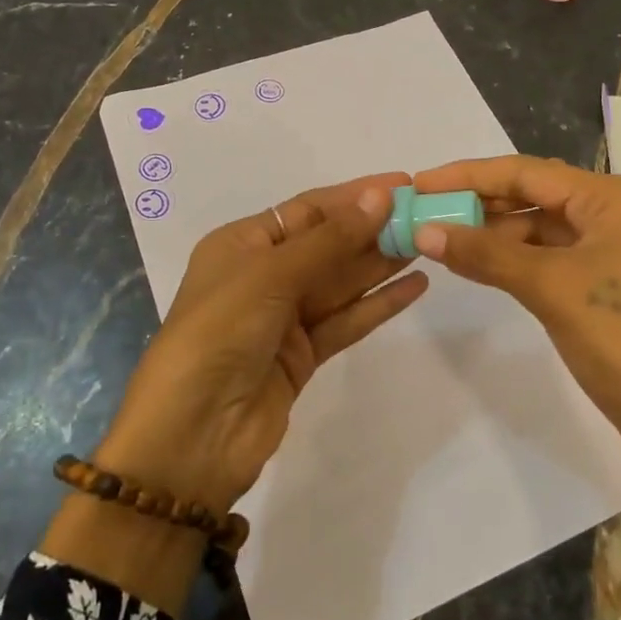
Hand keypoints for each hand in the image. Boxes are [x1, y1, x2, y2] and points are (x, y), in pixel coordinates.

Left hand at [96, 174, 428, 510]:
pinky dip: (378, 305)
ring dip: (381, 263)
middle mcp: (262, 276)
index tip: (403, 185)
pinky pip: (346, 321)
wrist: (192, 434)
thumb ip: (330, 239)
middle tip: (427, 215)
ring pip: (341, 283)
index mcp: (241, 244)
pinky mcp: (302, 356)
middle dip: (373, 229)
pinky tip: (416, 287)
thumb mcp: (271, 275)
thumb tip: (380, 196)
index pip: (307, 209)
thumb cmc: (220, 333)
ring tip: (428, 243)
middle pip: (328, 244)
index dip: (355, 196)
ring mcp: (283, 319)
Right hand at [412, 154, 620, 619]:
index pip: (529, 171)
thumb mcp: (551, 289)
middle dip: (482, 204)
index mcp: (617, 198)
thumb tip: (424, 229)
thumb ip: (486, 253)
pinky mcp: (619, 290)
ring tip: (444, 242)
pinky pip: (558, 260)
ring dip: (498, 236)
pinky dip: (520, 262)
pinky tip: (484, 269)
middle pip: (538, 196)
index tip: (419, 183)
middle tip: (425, 214)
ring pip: (547, 230)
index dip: (469, 175)